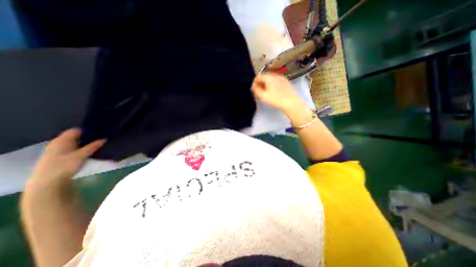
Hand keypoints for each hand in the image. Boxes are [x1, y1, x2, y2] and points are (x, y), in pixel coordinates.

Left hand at [29, 128, 104, 186]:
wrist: (47, 182)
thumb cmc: (64, 166)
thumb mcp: (81, 155)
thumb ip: (93, 146)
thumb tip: (104, 139)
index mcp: (62, 140)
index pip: (76, 130)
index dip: (88, 130)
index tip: (100, 132)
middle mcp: (58, 143)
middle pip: (75, 136)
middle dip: (88, 137)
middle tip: (101, 138)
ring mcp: (57, 150)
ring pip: (74, 142)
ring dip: (85, 143)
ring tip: (97, 144)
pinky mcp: (59, 156)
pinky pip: (72, 148)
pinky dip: (81, 148)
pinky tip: (88, 151)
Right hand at [251, 74, 306, 113]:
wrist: (291, 102)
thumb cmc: (276, 100)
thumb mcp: (263, 96)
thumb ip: (256, 90)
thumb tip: (253, 86)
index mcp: (269, 77)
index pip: (258, 77)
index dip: (254, 83)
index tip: (254, 90)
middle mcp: (275, 75)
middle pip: (264, 77)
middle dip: (260, 83)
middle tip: (259, 92)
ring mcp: (282, 78)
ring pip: (271, 79)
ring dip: (266, 84)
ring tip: (266, 92)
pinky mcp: (286, 82)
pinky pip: (276, 81)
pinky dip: (273, 85)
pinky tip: (274, 92)